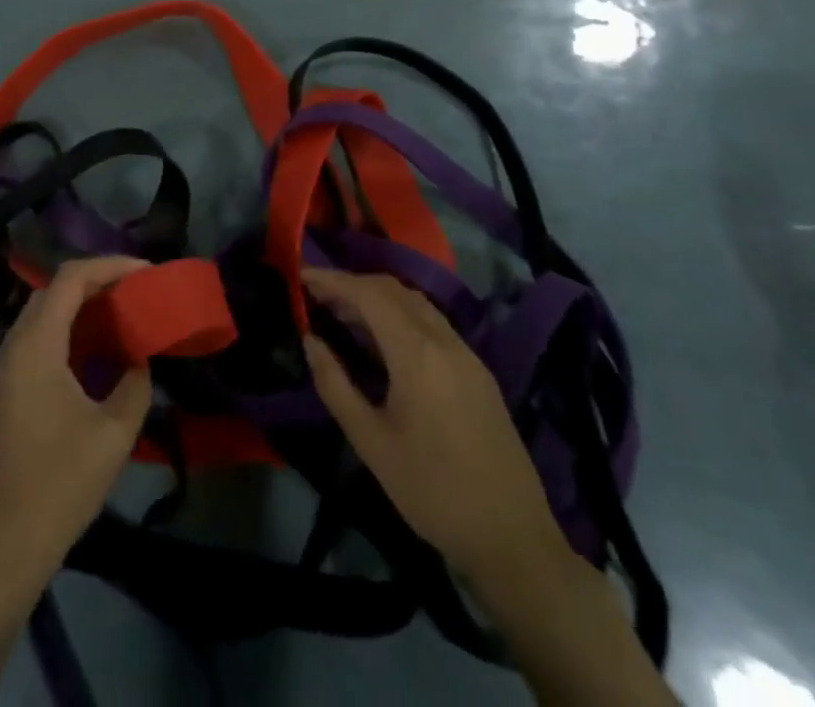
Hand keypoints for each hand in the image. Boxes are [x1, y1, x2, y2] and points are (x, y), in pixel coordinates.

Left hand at [0, 257, 153, 594]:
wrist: (2, 544)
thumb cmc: (59, 484)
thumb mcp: (113, 434)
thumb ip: (135, 385)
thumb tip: (140, 360)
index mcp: (36, 345)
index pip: (71, 278)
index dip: (110, 265)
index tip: (146, 272)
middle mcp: (14, 345)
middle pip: (54, 289)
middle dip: (97, 281)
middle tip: (136, 291)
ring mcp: (4, 367)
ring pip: (43, 313)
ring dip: (81, 306)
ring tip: (121, 314)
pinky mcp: (5, 389)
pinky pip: (37, 339)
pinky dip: (67, 330)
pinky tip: (94, 351)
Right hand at [302, 268, 572, 590]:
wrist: (513, 540)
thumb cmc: (432, 491)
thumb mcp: (371, 442)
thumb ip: (335, 385)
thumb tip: (310, 340)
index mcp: (417, 353)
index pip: (368, 294)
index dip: (332, 280)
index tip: (301, 275)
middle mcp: (445, 341)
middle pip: (393, 289)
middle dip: (352, 284)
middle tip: (317, 294)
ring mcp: (467, 354)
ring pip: (416, 303)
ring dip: (378, 297)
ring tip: (343, 312)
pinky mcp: (478, 372)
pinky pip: (433, 323)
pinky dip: (400, 314)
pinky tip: (383, 338)